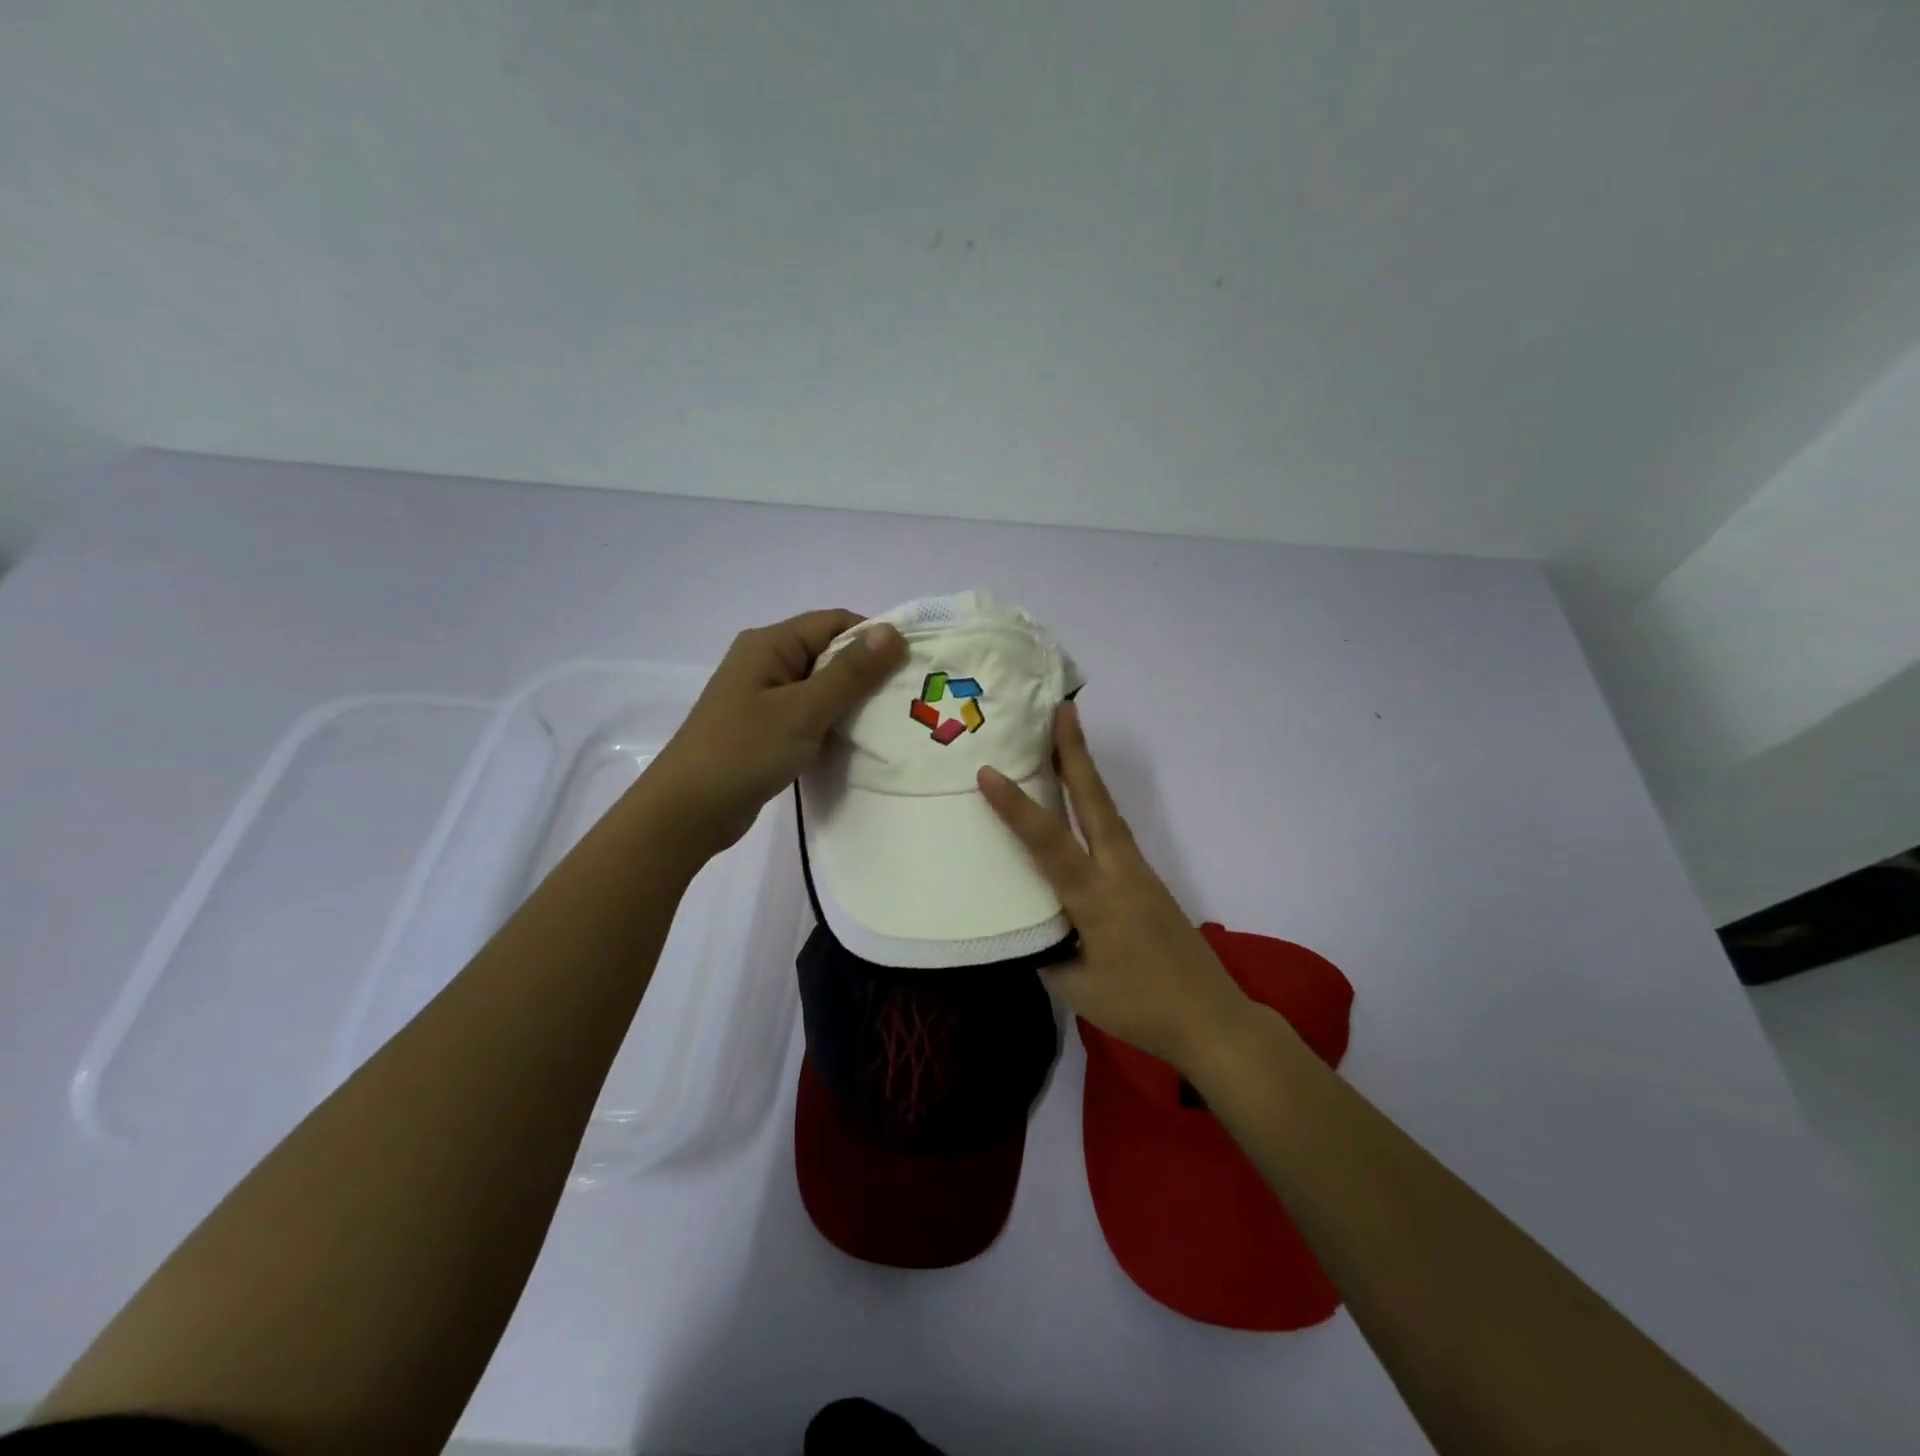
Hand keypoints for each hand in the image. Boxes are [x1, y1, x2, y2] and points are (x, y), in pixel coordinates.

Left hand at [646, 609, 904, 859]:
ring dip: (851, 700)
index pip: (834, 623)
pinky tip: (857, 740)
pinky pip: (808, 713)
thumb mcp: (804, 710)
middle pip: (828, 653)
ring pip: (820, 686)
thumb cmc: (745, 751)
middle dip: (867, 671)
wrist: (688, 811)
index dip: (874, 638)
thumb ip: (850, 672)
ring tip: (891, 719)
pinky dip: (832, 722)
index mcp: (770, 644)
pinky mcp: (765, 728)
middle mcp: (765, 662)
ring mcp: (763, 697)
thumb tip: (893, 631)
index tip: (911, 665)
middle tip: (908, 696)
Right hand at [978, 701, 1250, 1072]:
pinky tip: (1082, 805)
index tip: (987, 771)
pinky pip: (1114, 832)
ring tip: (1066, 741)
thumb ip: (1046, 950)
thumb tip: (1027, 924)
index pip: (1049, 843)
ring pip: (1107, 811)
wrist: (1212, 1018)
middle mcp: (1119, 872)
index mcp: (1096, 898)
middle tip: (1062, 709)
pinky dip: (1095, 805)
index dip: (1016, 807)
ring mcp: (1139, 872)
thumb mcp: (1076, 988)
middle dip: (1076, 753)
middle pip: (1095, 802)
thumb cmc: (1140, 1007)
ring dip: (1086, 772)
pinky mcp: (1148, 881)